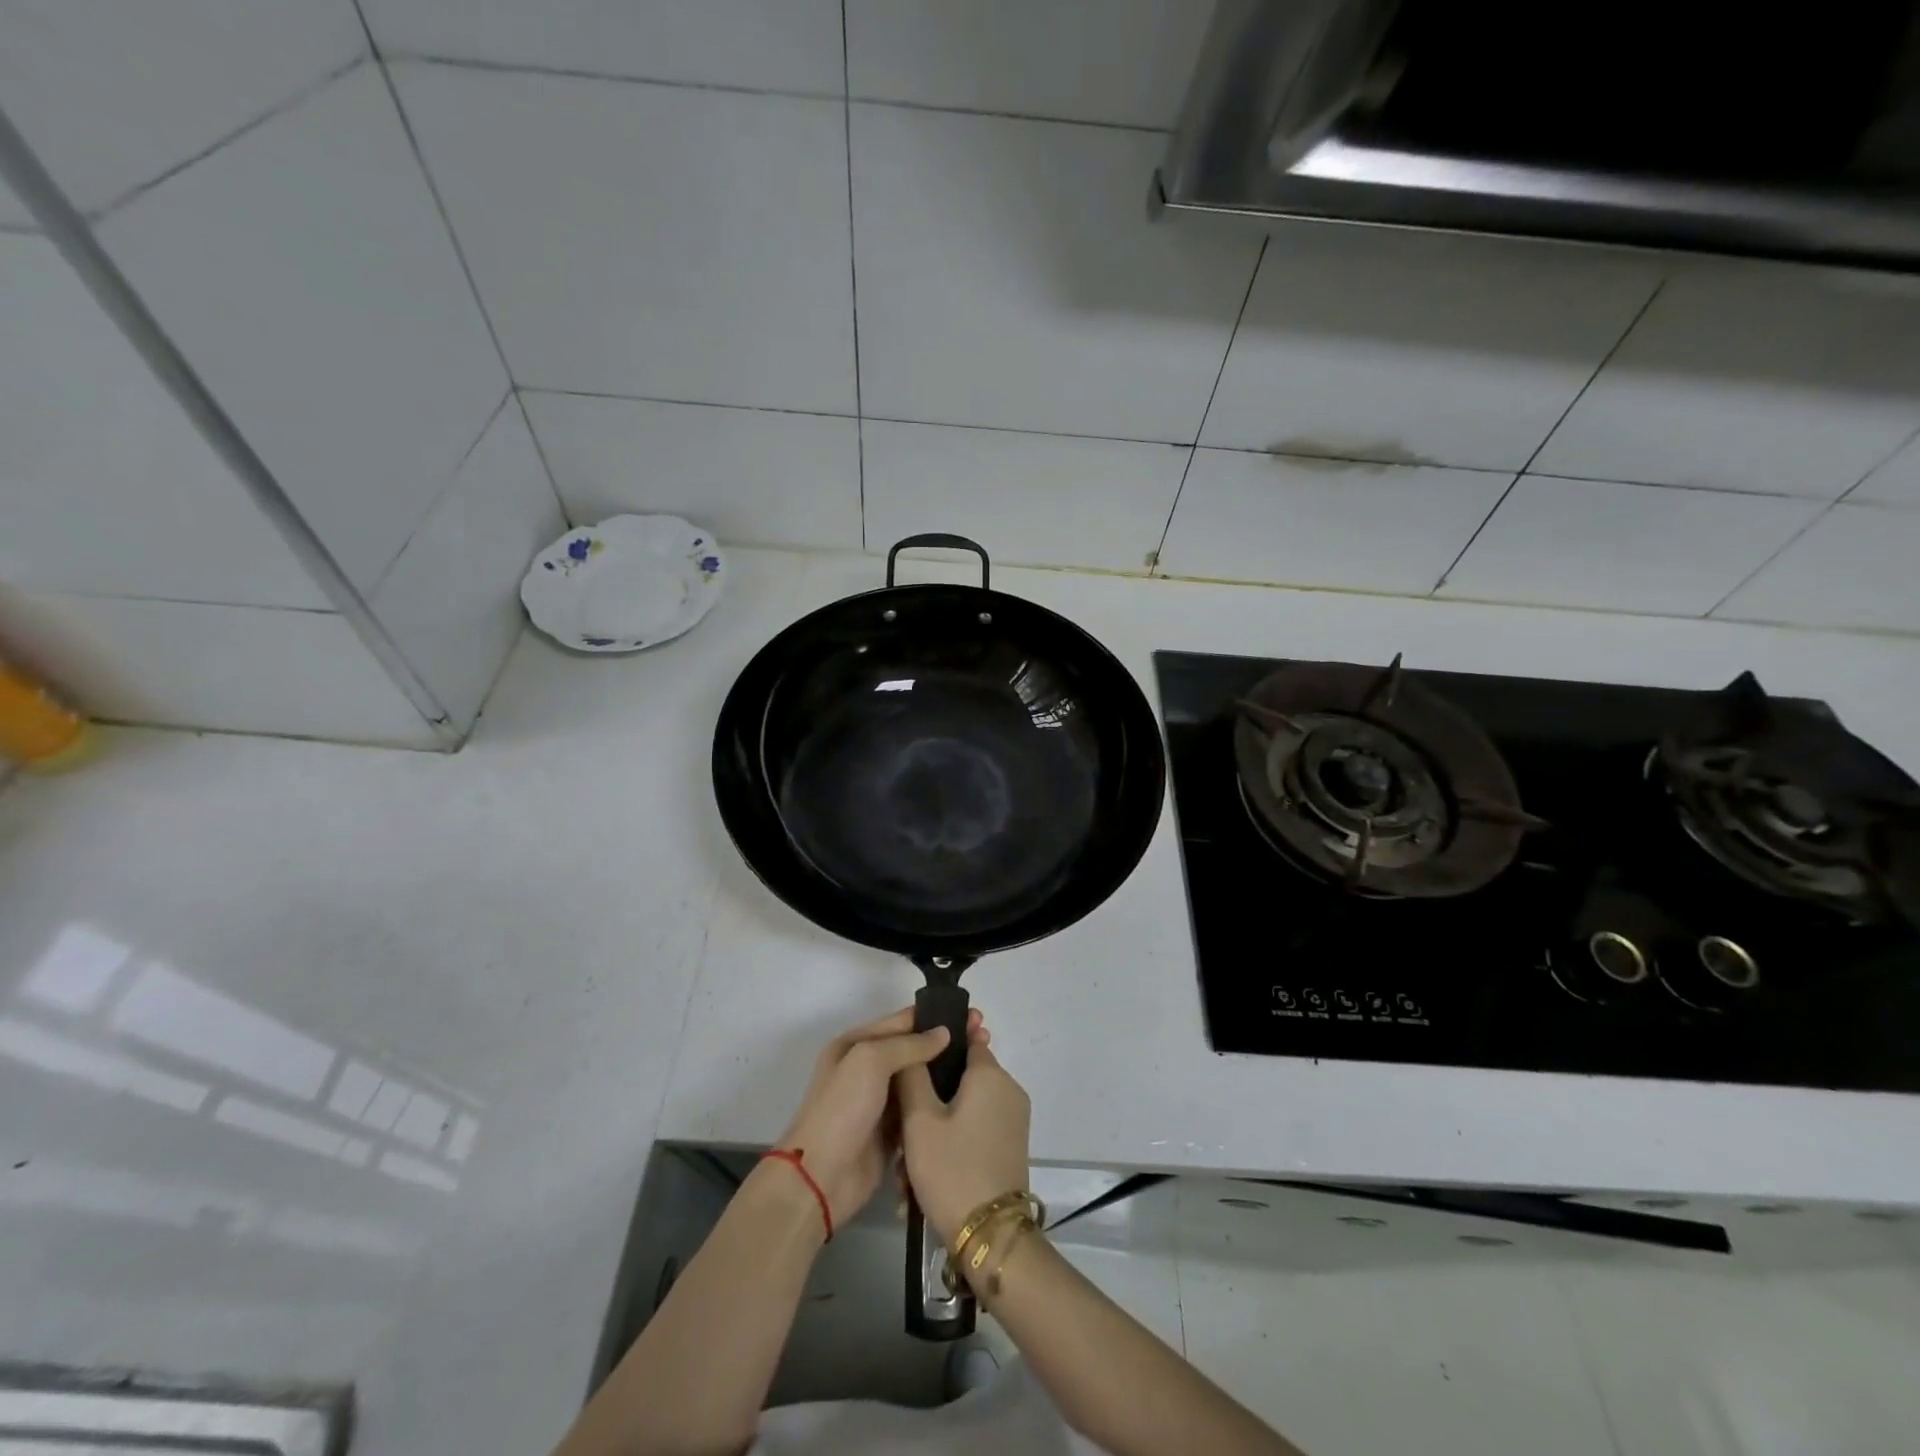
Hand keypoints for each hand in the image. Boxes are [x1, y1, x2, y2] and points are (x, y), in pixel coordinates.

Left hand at [775, 1007, 982, 1228]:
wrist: (821, 1178)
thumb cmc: (842, 1109)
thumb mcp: (870, 1061)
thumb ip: (909, 1045)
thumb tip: (944, 1033)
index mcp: (855, 1044)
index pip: (902, 1022)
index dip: (935, 1018)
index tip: (972, 1017)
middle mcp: (867, 1069)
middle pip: (912, 1050)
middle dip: (944, 1045)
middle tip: (983, 1040)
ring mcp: (879, 1102)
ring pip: (918, 1080)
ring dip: (944, 1074)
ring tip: (982, 1067)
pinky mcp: (891, 1133)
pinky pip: (919, 1110)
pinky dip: (937, 1104)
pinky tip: (967, 1099)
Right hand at [894, 1031, 1030, 1245]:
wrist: (990, 1237)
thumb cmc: (952, 1168)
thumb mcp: (920, 1120)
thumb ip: (912, 1074)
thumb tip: (916, 1045)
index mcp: (991, 1074)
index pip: (966, 1038)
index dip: (938, 1043)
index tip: (911, 1055)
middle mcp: (1008, 1090)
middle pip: (961, 1078)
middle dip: (928, 1098)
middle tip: (900, 1128)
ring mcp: (1012, 1120)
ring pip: (964, 1109)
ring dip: (935, 1129)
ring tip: (905, 1168)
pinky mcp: (1010, 1146)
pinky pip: (974, 1130)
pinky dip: (950, 1145)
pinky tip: (921, 1180)